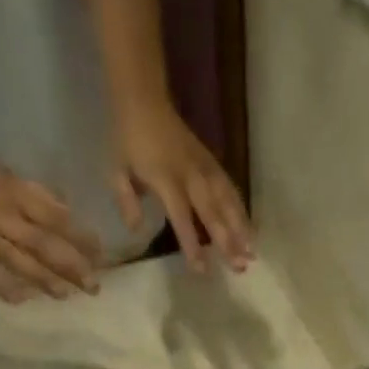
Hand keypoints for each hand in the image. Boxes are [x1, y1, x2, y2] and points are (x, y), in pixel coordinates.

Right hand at [0, 135, 103, 301]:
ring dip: (43, 280)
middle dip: (69, 265)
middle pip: (39, 243)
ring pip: (15, 260)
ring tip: (67, 294)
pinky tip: (19, 299)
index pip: (50, 215)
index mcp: (5, 189)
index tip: (100, 252)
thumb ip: (31, 194)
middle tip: (94, 285)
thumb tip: (66, 211)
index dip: (77, 235)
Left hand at [112, 103, 253, 273]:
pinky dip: (241, 210)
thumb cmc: (128, 139)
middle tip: (240, 267)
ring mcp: (204, 168)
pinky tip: (249, 229)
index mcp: (166, 179)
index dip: (192, 244)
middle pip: (213, 213)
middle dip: (228, 241)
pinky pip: (230, 189)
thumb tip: (136, 229)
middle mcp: (190, 175)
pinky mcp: (212, 163)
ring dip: (242, 228)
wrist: (143, 98)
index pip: (182, 217)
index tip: (202, 270)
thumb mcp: (116, 170)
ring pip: (227, 201)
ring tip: (252, 252)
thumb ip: (127, 201)